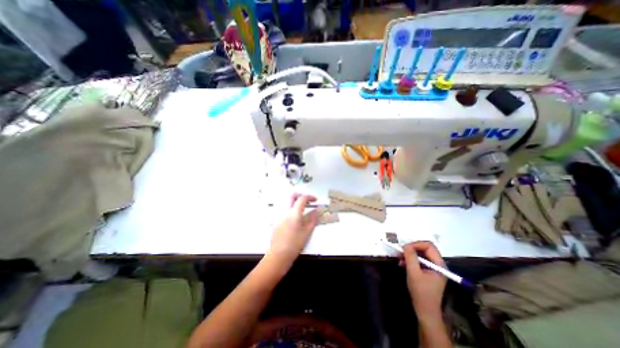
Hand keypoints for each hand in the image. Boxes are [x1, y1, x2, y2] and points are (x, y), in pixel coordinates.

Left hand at [271, 195, 319, 264]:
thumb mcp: (307, 232)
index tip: (315, 200)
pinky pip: (283, 209)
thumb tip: (316, 212)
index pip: (302, 199)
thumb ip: (312, 220)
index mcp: (294, 213)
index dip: (310, 197)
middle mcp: (285, 211)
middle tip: (307, 201)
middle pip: (292, 195)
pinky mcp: (276, 220)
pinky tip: (294, 217)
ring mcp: (279, 215)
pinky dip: (290, 208)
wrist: (279, 255)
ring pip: (286, 201)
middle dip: (300, 195)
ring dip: (295, 201)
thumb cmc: (294, 244)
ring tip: (302, 208)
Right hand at [403, 242, 445, 320]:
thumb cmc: (421, 292)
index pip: (429, 246)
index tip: (405, 248)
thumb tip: (406, 245)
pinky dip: (410, 260)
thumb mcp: (413, 273)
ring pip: (420, 254)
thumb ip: (410, 257)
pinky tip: (402, 264)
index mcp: (439, 264)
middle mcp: (438, 264)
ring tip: (400, 258)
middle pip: (425, 248)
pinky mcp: (428, 272)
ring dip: (409, 255)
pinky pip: (419, 260)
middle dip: (412, 248)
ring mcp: (433, 268)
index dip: (416, 244)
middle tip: (401, 252)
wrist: (425, 311)